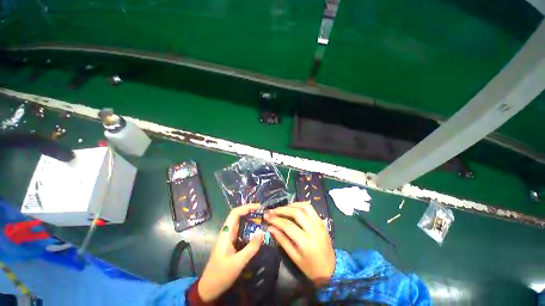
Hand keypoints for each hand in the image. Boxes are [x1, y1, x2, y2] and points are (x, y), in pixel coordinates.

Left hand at [198, 204, 264, 301]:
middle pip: (238, 216)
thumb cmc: (221, 274)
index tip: (259, 207)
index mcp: (226, 233)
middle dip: (250, 211)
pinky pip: (241, 231)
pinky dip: (249, 228)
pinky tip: (256, 231)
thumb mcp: (238, 262)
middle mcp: (227, 232)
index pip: (235, 213)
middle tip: (263, 213)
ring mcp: (228, 238)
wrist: (208, 288)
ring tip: (262, 219)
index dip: (246, 207)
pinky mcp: (231, 243)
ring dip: (250, 219)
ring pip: (240, 223)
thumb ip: (251, 247)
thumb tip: (262, 232)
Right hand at [265, 201, 334, 285]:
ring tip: (283, 208)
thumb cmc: (310, 268)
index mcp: (306, 242)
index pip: (287, 225)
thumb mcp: (294, 257)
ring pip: (305, 206)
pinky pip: (311, 208)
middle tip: (273, 210)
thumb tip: (270, 227)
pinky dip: (301, 205)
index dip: (275, 219)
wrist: (332, 270)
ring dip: (292, 205)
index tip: (266, 216)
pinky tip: (294, 208)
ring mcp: (319, 224)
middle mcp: (314, 229)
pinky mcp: (322, 221)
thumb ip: (282, 240)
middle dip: (282, 209)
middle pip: (296, 212)